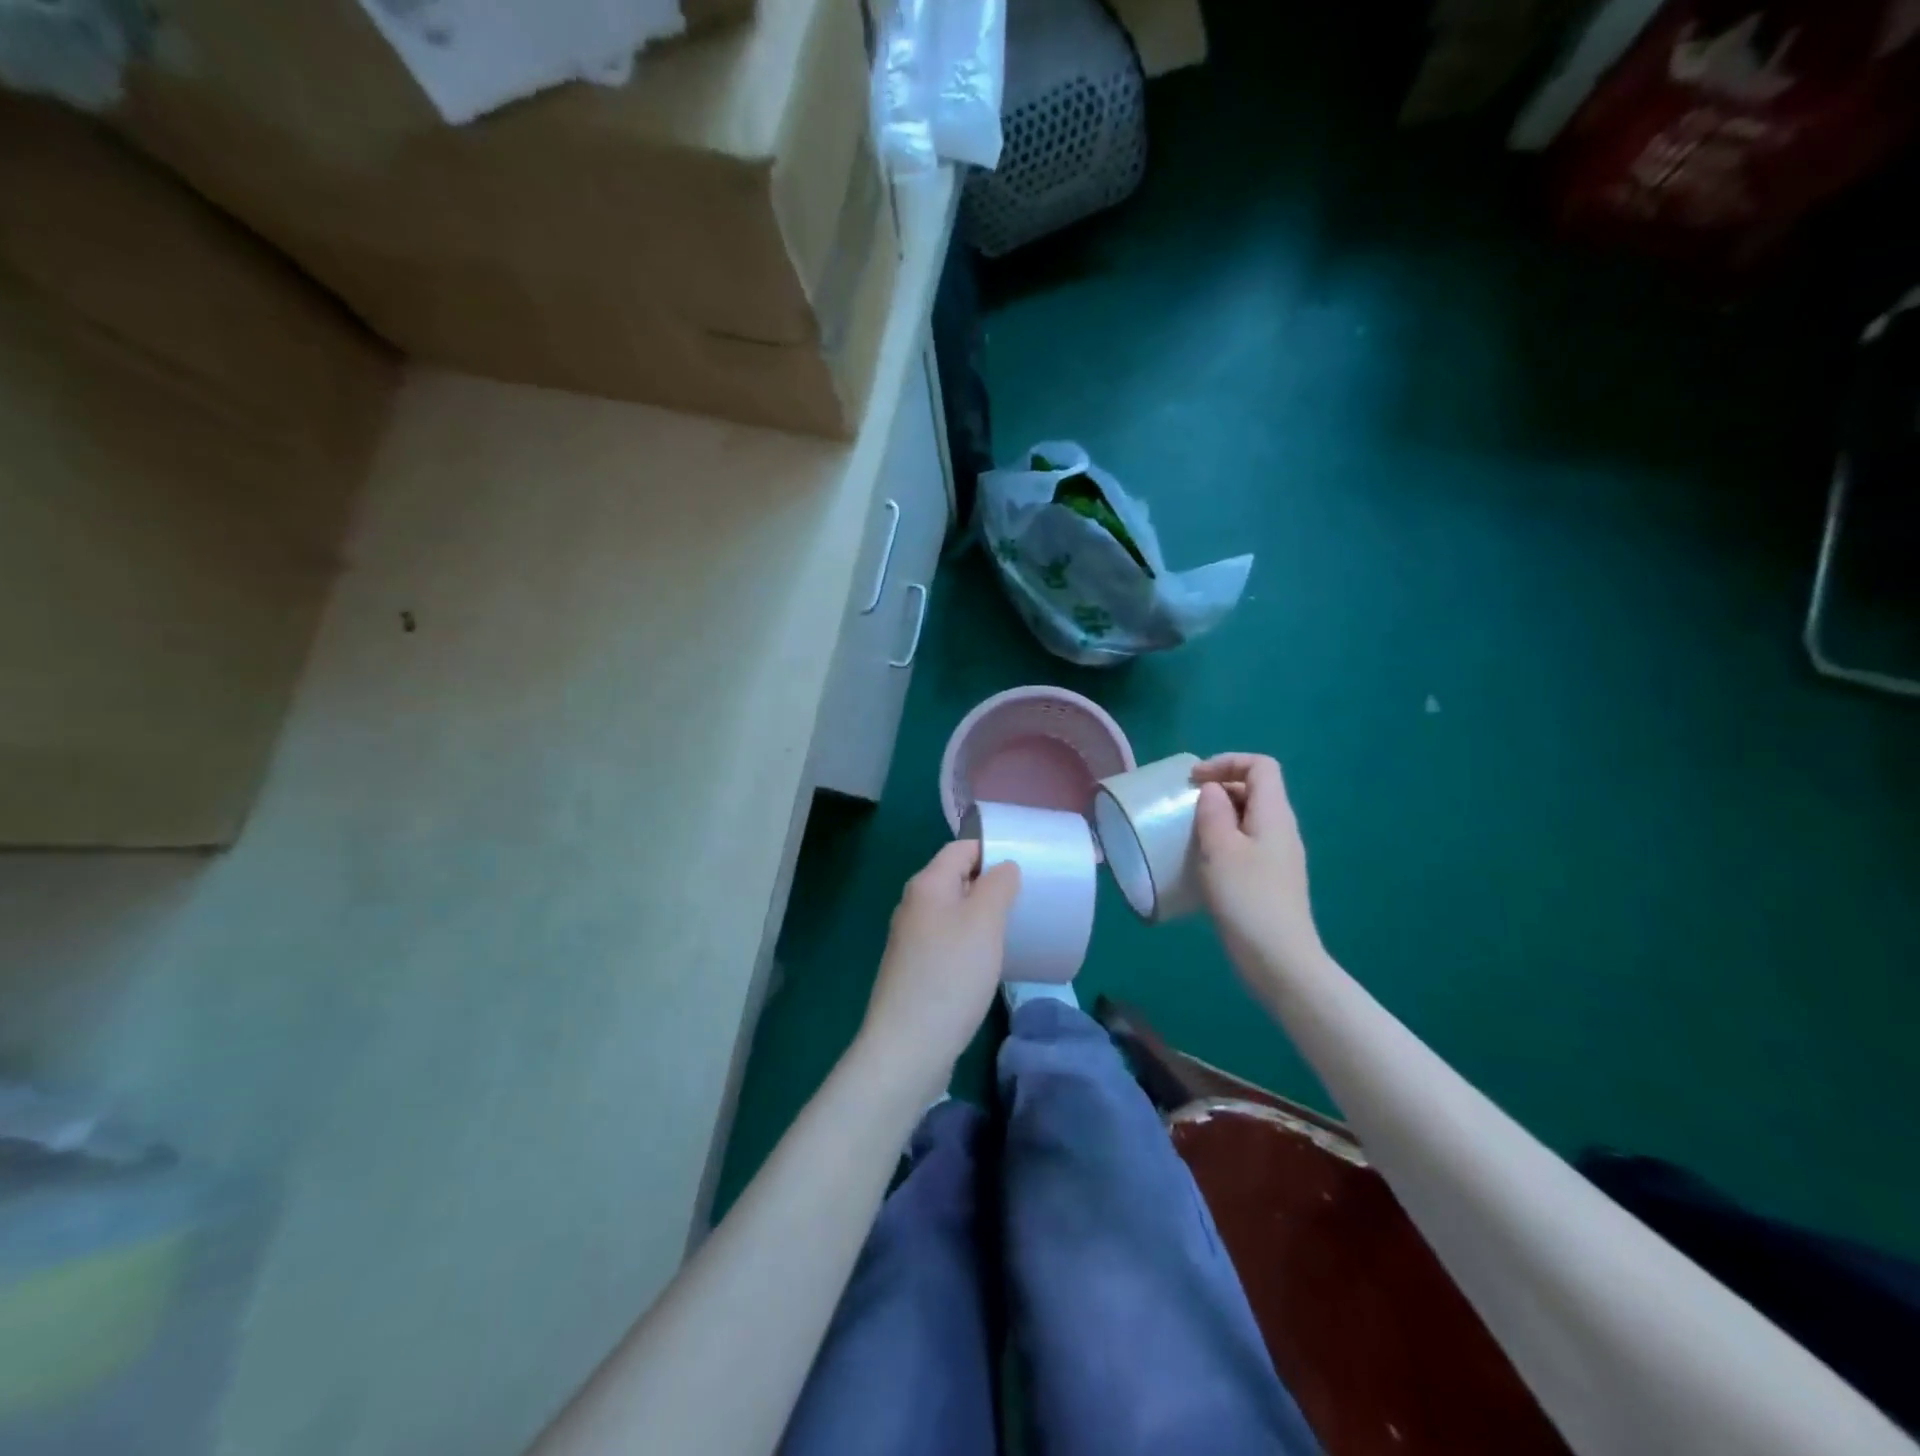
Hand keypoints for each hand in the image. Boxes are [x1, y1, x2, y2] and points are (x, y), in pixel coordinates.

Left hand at [858, 841, 1020, 1099]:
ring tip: (1015, 927)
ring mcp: (911, 939)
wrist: (908, 1046)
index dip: (992, 849)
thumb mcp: (984, 922)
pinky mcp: (915, 969)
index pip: (961, 849)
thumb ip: (997, 885)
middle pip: (956, 878)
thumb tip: (1003, 867)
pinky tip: (989, 960)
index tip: (1027, 863)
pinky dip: (970, 941)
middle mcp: (914, 905)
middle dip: (991, 883)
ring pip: (953, 911)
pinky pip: (948, 940)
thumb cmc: (951, 975)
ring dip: (982, 914)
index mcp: (927, 884)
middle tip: (1027, 897)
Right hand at [1191, 753, 1322, 973]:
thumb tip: (1212, 790)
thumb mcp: (1220, 849)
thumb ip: (1214, 812)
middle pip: (1255, 789)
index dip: (1227, 762)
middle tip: (1185, 806)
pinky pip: (1247, 843)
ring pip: (1249, 818)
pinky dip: (1224, 841)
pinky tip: (1204, 863)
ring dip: (1219, 816)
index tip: (1194, 781)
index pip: (1260, 766)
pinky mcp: (1271, 879)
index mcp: (1274, 814)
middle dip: (1219, 788)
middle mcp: (1282, 829)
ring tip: (1189, 833)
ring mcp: (1279, 856)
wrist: (1279, 959)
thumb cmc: (1247, 898)